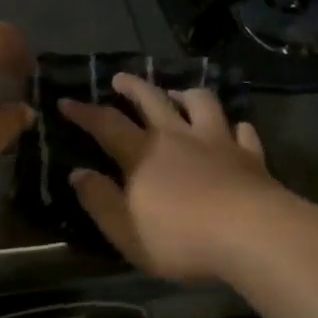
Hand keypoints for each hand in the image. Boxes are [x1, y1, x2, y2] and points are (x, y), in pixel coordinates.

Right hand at [59, 74, 296, 282]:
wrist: (250, 232)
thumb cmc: (181, 238)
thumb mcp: (127, 231)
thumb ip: (100, 201)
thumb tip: (77, 173)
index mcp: (143, 154)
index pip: (106, 124)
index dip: (84, 112)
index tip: (67, 101)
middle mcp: (177, 136)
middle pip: (152, 100)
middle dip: (133, 86)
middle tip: (120, 78)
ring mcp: (217, 141)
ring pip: (201, 103)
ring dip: (186, 94)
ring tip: (178, 94)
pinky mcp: (249, 154)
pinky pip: (243, 131)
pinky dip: (236, 128)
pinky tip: (235, 130)